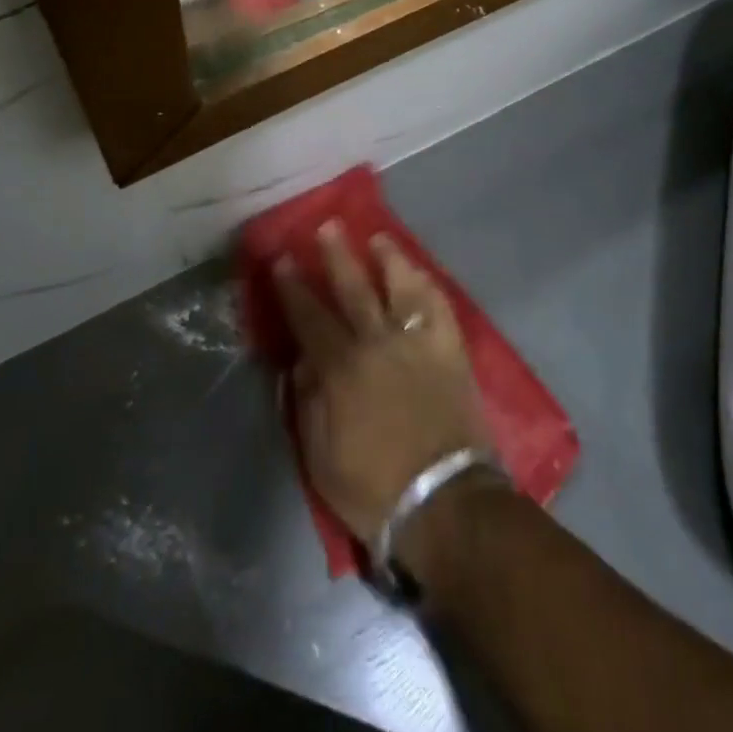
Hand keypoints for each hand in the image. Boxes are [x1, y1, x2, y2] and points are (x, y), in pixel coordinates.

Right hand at [273, 222, 491, 548]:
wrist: (445, 504)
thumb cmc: (374, 488)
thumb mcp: (319, 458)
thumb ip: (307, 403)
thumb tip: (302, 361)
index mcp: (341, 368)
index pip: (309, 316)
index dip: (292, 287)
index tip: (282, 259)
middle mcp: (377, 343)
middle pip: (353, 289)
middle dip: (336, 256)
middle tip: (326, 226)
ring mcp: (417, 343)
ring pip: (400, 287)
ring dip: (387, 258)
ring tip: (377, 237)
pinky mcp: (450, 351)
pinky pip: (439, 308)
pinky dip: (427, 286)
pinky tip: (419, 273)